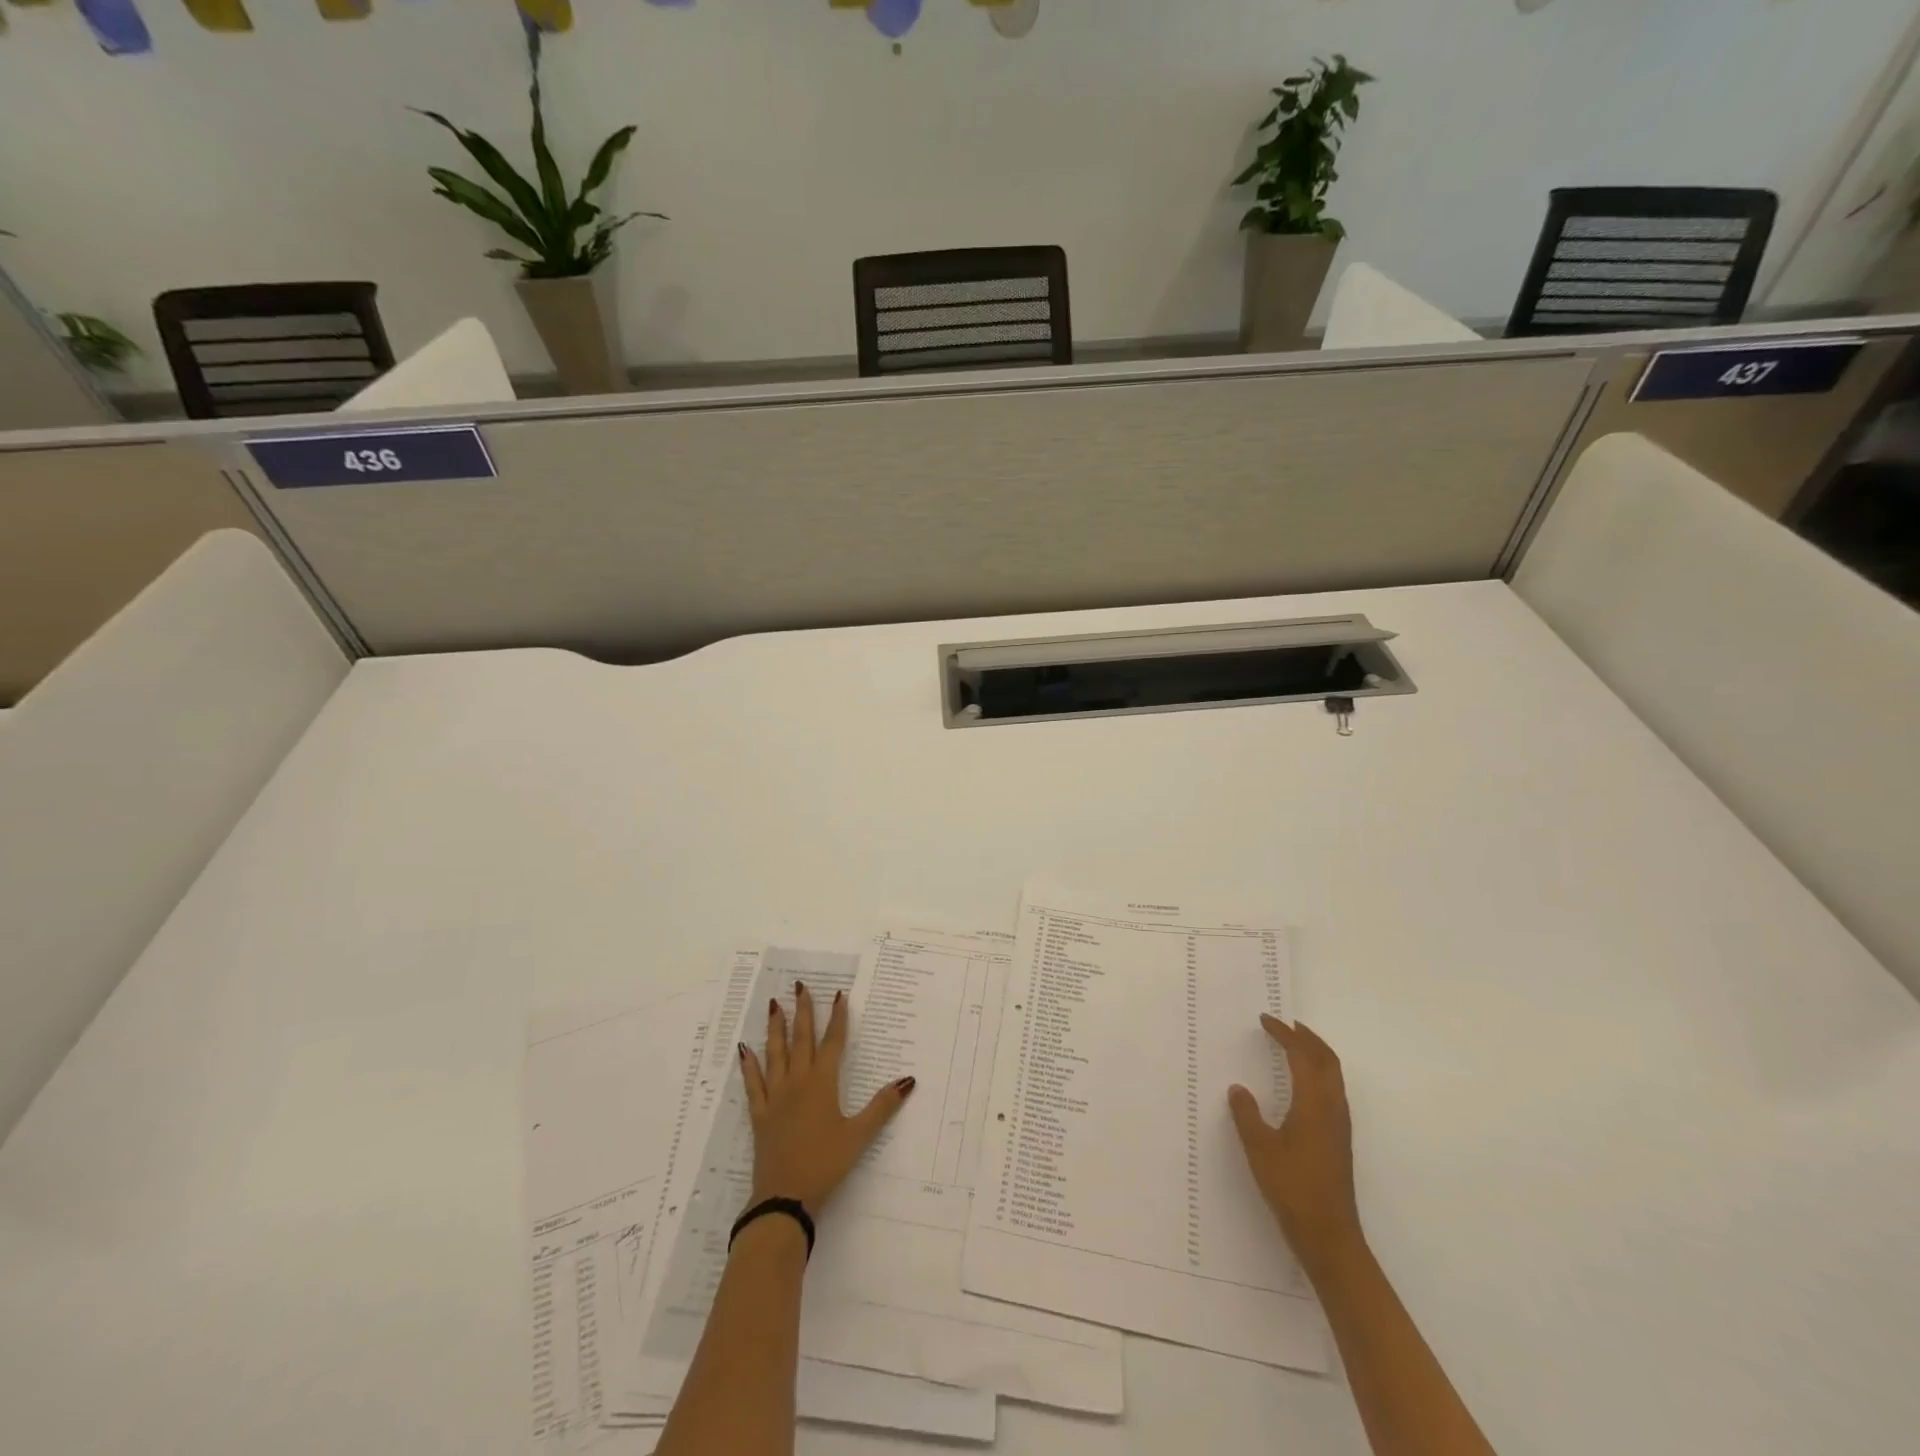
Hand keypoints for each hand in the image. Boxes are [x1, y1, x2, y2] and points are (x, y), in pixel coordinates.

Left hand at [738, 982, 914, 1210]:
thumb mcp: (859, 1136)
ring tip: (774, 1004)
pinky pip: (753, 1083)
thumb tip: (908, 1080)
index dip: (837, 1018)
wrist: (784, 1197)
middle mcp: (797, 1082)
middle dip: (803, 1011)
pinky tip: (744, 1049)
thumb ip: (882, 1106)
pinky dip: (749, 1065)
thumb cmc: (825, 1164)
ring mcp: (775, 1097)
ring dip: (775, 1028)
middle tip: (800, 985)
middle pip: (801, 1040)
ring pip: (775, 1054)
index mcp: (822, 1084)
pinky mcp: (759, 1114)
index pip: (833, 1043)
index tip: (839, 994)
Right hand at [1228, 1014, 1361, 1269]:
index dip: (1285, 1034)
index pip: (1302, 1056)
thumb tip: (1238, 1088)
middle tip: (1286, 1024)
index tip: (1266, 1020)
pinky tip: (1301, 1085)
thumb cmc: (1292, 1187)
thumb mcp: (1259, 1148)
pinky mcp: (1339, 1140)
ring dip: (1316, 1054)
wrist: (1330, 1236)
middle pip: (1327, 1060)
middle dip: (1308, 1037)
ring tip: (1294, 1046)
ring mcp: (1340, 1125)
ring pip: (1334, 1076)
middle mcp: (1333, 1108)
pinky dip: (1318, 1073)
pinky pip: (1333, 1091)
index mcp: (1314, 1103)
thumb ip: (1247, 1114)